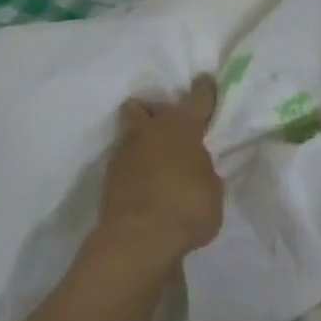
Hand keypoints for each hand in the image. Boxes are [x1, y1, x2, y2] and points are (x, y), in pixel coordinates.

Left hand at [95, 75, 223, 266]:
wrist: (138, 240)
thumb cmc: (188, 207)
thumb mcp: (212, 189)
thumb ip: (204, 170)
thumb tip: (195, 168)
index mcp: (182, 126)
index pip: (197, 97)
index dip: (203, 89)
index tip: (204, 80)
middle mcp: (150, 130)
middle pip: (146, 106)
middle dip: (154, 111)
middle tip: (167, 126)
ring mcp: (124, 152)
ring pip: (130, 132)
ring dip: (141, 140)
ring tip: (154, 158)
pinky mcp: (108, 178)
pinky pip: (123, 161)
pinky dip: (133, 167)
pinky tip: (144, 182)